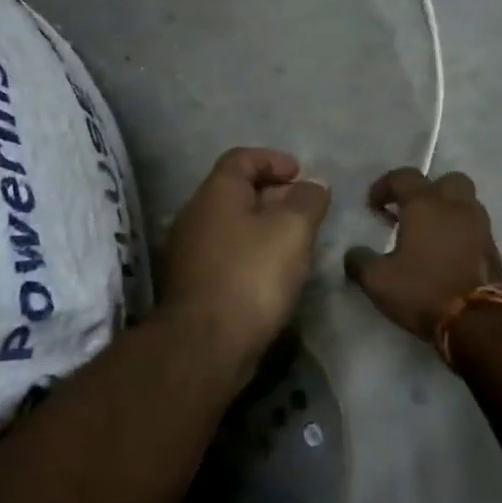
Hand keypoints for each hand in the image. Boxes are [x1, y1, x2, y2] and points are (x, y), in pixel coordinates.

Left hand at [157, 147, 331, 370]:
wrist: (205, 344)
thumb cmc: (251, 275)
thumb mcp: (292, 230)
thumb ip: (307, 201)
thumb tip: (313, 185)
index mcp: (215, 193)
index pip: (241, 158)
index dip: (273, 159)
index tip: (301, 174)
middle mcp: (195, 215)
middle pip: (235, 191)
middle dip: (273, 194)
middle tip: (305, 209)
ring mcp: (188, 251)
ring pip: (230, 225)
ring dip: (262, 226)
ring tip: (295, 242)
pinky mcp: (191, 283)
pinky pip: (226, 254)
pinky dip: (250, 252)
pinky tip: (273, 272)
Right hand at [344, 168, 501, 340]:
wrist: (477, 322)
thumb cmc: (423, 291)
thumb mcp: (378, 281)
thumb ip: (360, 261)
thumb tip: (354, 254)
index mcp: (426, 205)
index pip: (404, 177)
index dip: (384, 186)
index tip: (373, 205)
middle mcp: (456, 207)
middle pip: (446, 180)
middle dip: (426, 190)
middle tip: (409, 212)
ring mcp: (480, 227)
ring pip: (465, 202)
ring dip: (446, 210)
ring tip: (428, 234)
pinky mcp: (493, 249)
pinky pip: (474, 228)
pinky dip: (460, 232)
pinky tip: (445, 253)